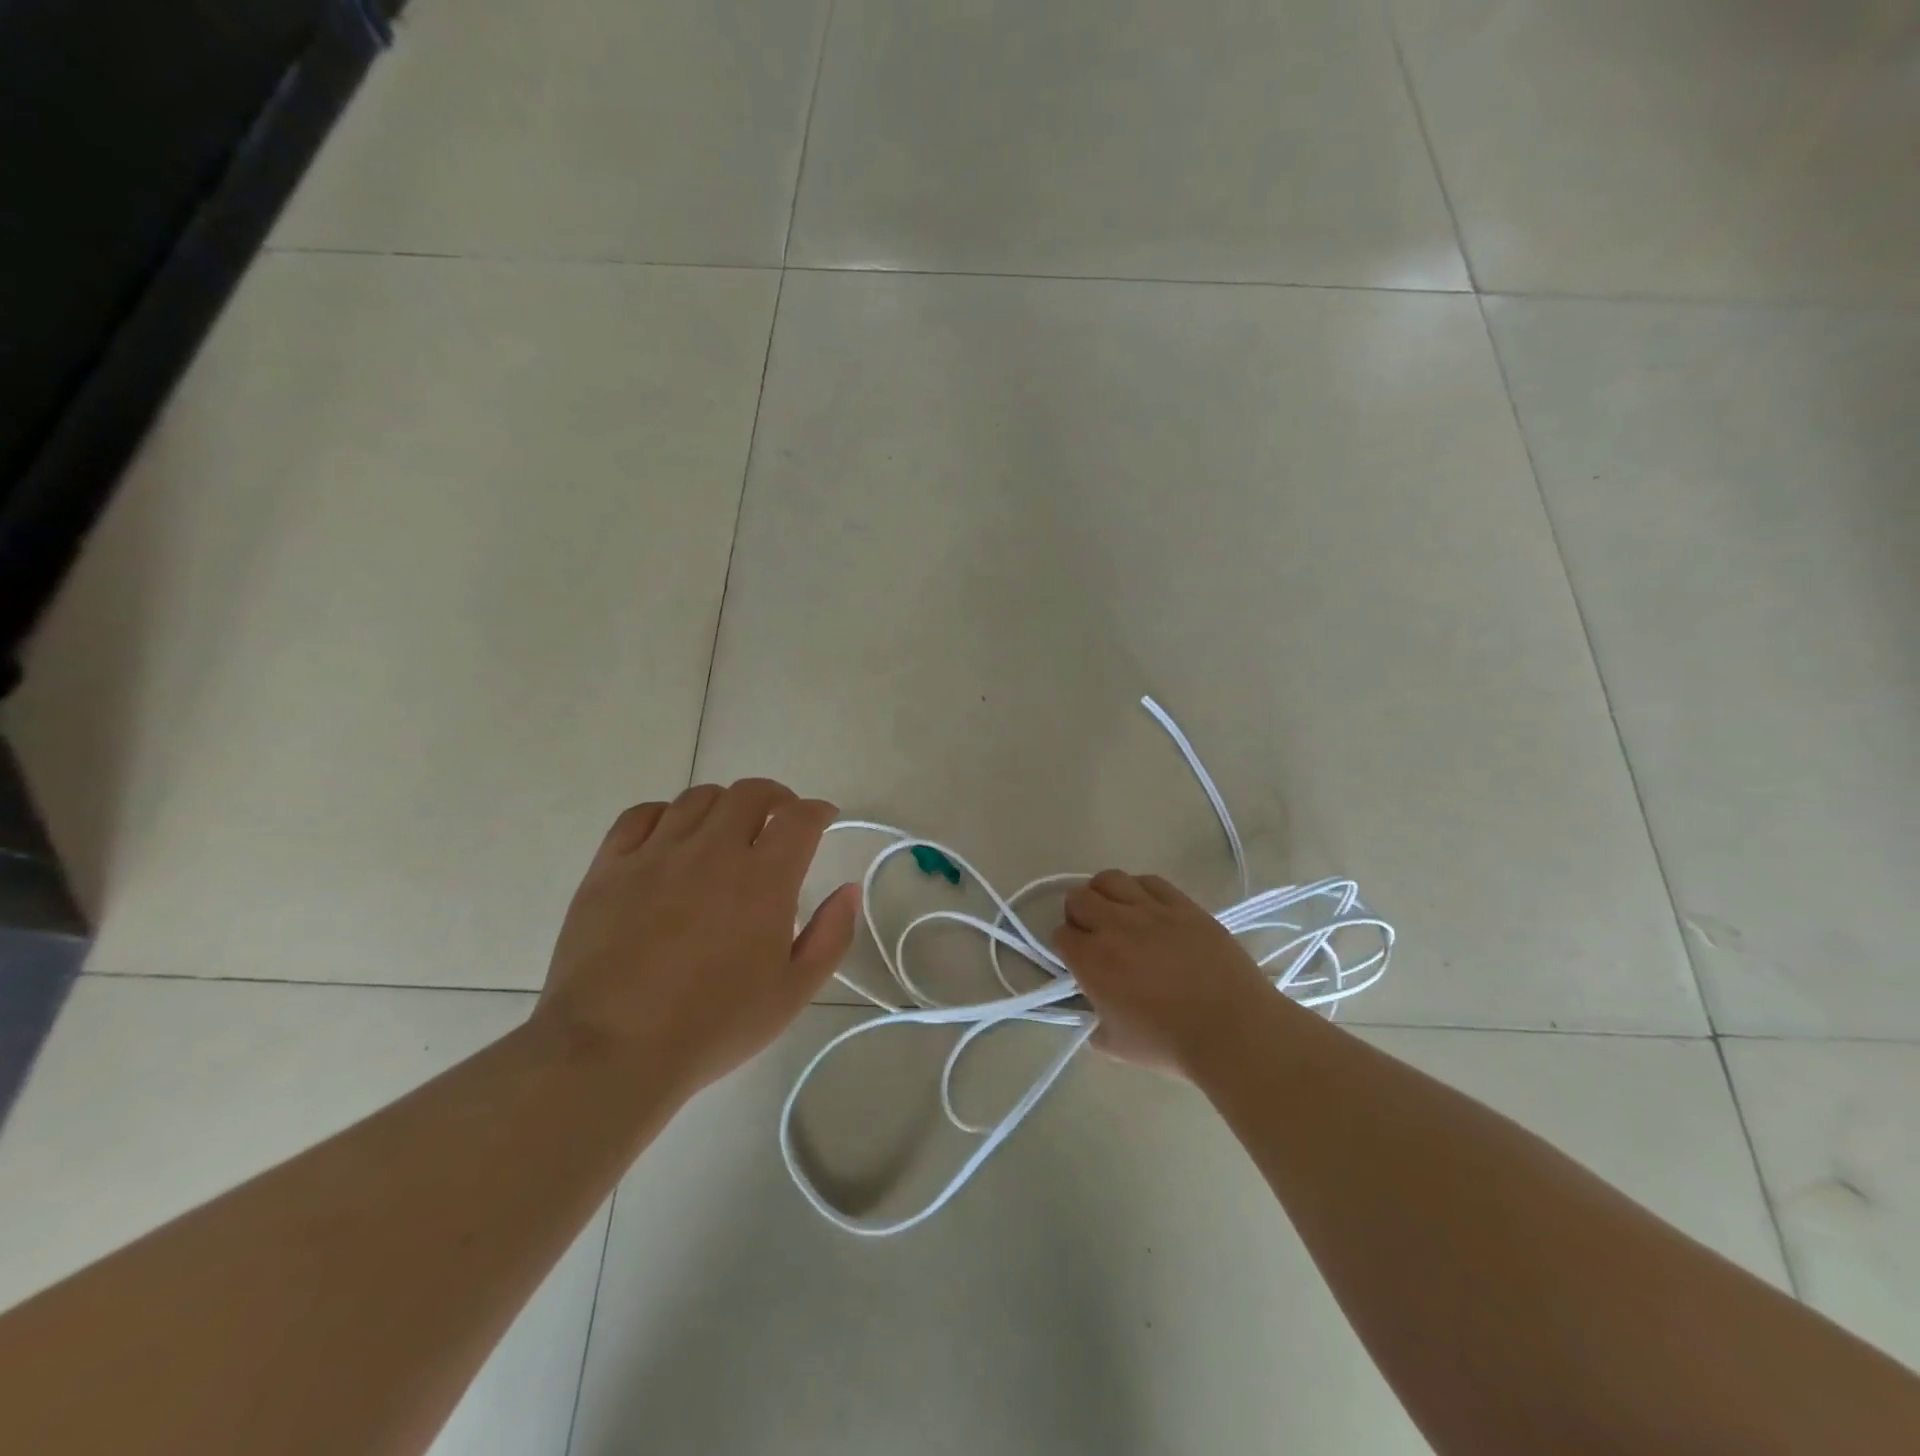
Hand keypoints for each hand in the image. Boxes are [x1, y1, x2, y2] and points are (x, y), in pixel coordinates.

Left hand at [534, 779, 860, 1097]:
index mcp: (763, 880)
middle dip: (775, 797)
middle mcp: (712, 852)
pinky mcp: (610, 867)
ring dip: (724, 805)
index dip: (818, 811)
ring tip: (727, 828)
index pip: (800, 818)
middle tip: (779, 819)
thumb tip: (849, 890)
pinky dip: (666, 814)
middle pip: (749, 793)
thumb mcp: (793, 993)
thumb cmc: (713, 1026)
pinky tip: (670, 836)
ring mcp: (656, 855)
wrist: (611, 1052)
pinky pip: (640, 815)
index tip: (823, 819)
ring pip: (697, 798)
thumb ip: (831, 936)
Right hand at [1052, 869, 1277, 1075]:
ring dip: (1104, 894)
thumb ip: (1094, 1024)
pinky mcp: (1181, 904)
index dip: (1066, 946)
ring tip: (1117, 912)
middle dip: (1078, 914)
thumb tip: (1093, 1012)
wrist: (1232, 1029)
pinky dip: (1140, 889)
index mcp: (1091, 961)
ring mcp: (1149, 909)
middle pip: (1078, 898)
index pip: (1060, 935)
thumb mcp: (1117, 1046)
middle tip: (1094, 934)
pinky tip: (1148, 908)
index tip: (1078, 958)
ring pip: (1109, 879)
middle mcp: (1113, 926)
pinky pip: (1149, 881)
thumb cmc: (1171, 1044)